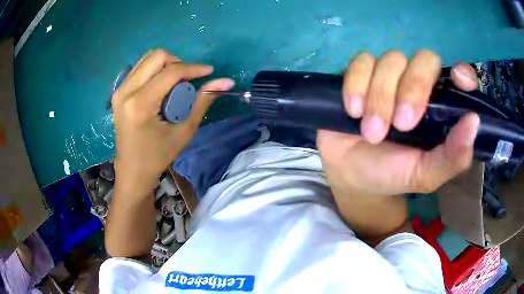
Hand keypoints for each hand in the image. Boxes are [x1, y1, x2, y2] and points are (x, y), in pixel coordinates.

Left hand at [112, 49, 233, 195]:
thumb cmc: (158, 156)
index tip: (209, 71)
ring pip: (147, 58)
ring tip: (175, 83)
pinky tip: (161, 85)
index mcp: (140, 104)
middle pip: (157, 56)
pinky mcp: (118, 91)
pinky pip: (140, 67)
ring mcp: (119, 89)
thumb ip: (203, 101)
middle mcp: (126, 91)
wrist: (132, 169)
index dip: (193, 68)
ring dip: (166, 64)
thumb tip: (226, 81)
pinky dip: (155, 69)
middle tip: (187, 80)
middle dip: (178, 63)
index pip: (170, 72)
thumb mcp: (184, 131)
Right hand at [317, 50, 479, 196]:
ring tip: (372, 132)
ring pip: (391, 60)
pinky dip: (356, 85)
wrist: (351, 174)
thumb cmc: (392, 174)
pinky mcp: (360, 73)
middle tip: (401, 125)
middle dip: (413, 88)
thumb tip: (474, 121)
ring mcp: (389, 75)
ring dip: (380, 97)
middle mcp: (418, 83)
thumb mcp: (425, 175)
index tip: (459, 81)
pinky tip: (353, 111)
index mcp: (440, 107)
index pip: (459, 76)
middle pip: (424, 59)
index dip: (462, 73)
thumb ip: (452, 157)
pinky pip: (361, 62)